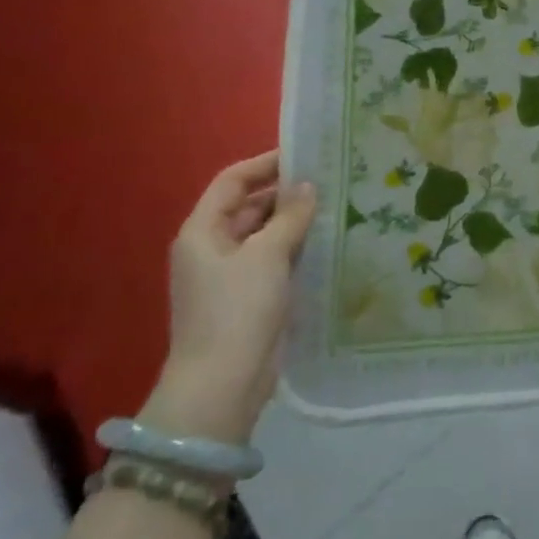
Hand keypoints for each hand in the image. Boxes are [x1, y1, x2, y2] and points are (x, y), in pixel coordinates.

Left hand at [141, 153, 316, 445]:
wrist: (223, 385)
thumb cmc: (237, 310)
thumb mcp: (267, 254)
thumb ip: (289, 216)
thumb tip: (308, 185)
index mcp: (202, 231)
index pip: (232, 181)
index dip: (265, 164)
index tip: (305, 153)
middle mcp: (212, 248)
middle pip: (249, 207)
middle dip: (286, 193)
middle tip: (330, 179)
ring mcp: (230, 275)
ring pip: (265, 234)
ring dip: (294, 221)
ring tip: (336, 205)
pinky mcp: (249, 298)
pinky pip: (274, 260)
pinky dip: (296, 248)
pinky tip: (327, 241)